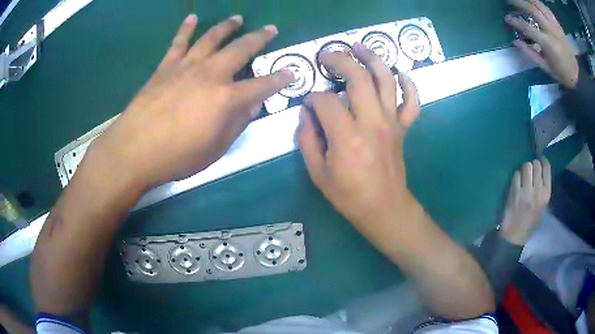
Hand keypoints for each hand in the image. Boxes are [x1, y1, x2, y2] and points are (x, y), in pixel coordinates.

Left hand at [85, 14, 292, 189]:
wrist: (134, 150)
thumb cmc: (176, 157)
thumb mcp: (214, 150)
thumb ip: (236, 125)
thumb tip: (252, 106)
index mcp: (226, 99)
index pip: (262, 85)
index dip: (280, 79)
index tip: (292, 72)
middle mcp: (210, 75)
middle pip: (240, 50)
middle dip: (259, 39)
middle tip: (271, 29)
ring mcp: (186, 67)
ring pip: (211, 39)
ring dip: (227, 27)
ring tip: (237, 18)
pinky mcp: (165, 67)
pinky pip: (178, 43)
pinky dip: (186, 29)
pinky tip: (192, 17)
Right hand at [298, 42, 420, 233]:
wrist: (384, 208)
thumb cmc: (349, 195)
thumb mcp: (317, 173)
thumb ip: (307, 139)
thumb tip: (306, 112)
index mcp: (347, 137)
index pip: (326, 101)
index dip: (312, 97)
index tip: (308, 103)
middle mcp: (372, 123)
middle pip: (358, 78)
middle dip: (340, 60)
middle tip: (327, 54)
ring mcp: (391, 123)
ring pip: (386, 80)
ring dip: (373, 59)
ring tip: (359, 46)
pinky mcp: (403, 128)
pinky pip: (412, 102)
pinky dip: (409, 85)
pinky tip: (400, 72)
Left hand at [499, 159, 551, 244]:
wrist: (515, 236)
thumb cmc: (530, 222)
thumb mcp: (543, 206)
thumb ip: (543, 188)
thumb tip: (541, 169)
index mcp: (546, 195)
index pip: (547, 168)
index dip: (543, 161)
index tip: (540, 161)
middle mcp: (538, 191)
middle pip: (536, 164)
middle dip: (533, 165)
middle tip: (530, 171)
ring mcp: (526, 191)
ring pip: (526, 166)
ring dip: (524, 169)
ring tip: (523, 176)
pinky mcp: (514, 192)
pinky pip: (516, 174)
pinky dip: (516, 176)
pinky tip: (516, 183)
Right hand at [505, 0, 578, 87]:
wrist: (576, 75)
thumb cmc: (561, 73)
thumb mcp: (546, 67)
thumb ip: (530, 54)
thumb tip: (515, 42)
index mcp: (548, 45)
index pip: (528, 28)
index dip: (515, 21)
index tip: (507, 18)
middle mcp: (551, 31)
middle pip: (532, 9)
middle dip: (519, 3)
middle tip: (510, 2)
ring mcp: (555, 26)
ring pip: (539, 5)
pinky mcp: (558, 25)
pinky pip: (546, 8)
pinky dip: (538, 3)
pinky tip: (533, 3)